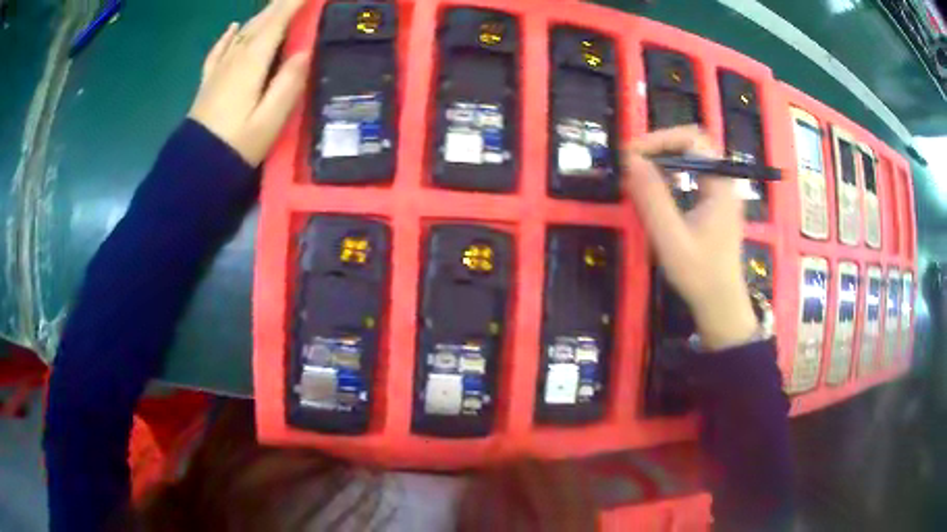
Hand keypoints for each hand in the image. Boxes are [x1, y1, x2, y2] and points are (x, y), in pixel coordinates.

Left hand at [188, 0, 309, 165]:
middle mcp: (235, 57)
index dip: (295, 2)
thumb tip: (305, 51)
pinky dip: (229, 35)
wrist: (195, 169)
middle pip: (261, 21)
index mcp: (252, 62)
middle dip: (282, 3)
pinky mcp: (209, 81)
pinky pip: (220, 49)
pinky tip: (234, 26)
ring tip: (278, 5)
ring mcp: (219, 68)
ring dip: (263, 14)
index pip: (277, 21)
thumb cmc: (236, 146)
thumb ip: (289, 83)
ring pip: (244, 31)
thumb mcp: (270, 120)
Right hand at [624, 126, 757, 350]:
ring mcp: (721, 191)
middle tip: (635, 160)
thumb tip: (631, 160)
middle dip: (662, 144)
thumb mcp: (671, 239)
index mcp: (720, 184)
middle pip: (694, 142)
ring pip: (694, 156)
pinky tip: (660, 186)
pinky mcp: (716, 202)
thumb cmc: (699, 274)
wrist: (721, 303)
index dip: (661, 139)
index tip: (633, 155)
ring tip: (642, 170)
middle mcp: (724, 181)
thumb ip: (652, 198)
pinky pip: (694, 172)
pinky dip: (673, 171)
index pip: (693, 139)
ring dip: (666, 156)